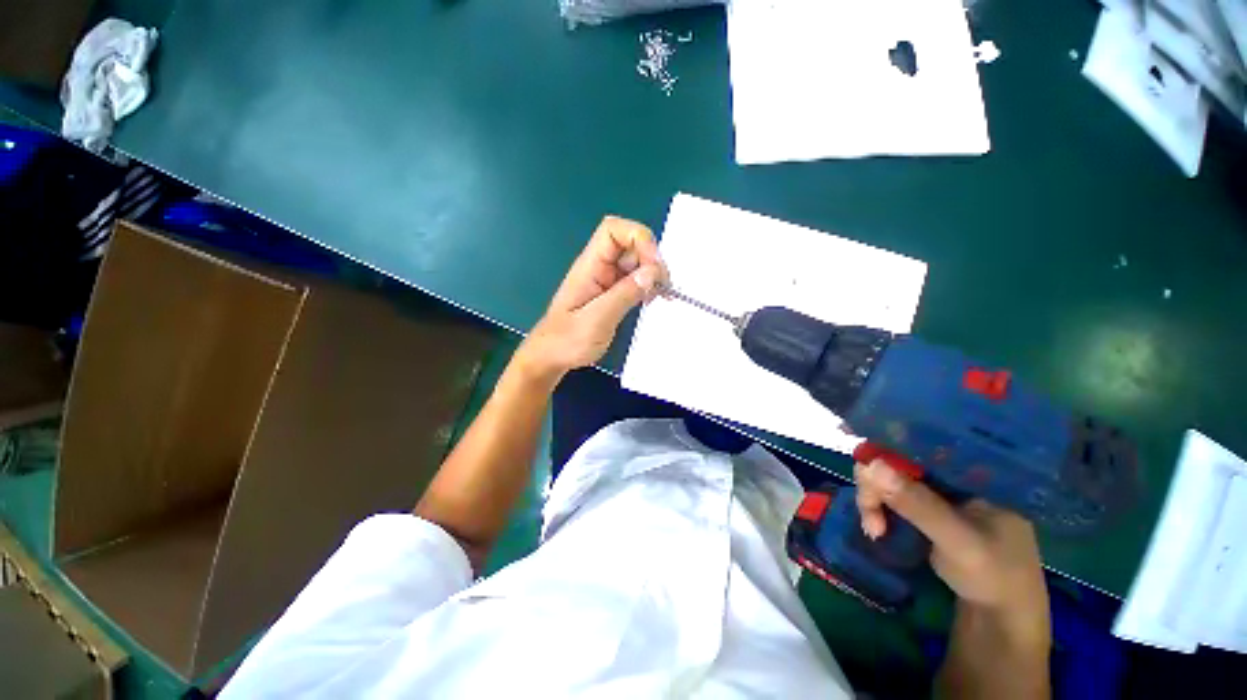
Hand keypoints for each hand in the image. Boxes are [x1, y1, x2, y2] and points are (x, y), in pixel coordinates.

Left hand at [516, 216, 666, 382]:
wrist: (551, 356)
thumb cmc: (567, 341)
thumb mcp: (597, 320)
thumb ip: (624, 295)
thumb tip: (652, 272)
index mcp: (589, 266)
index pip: (613, 230)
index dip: (638, 238)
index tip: (654, 265)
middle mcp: (598, 267)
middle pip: (630, 243)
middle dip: (651, 259)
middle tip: (661, 287)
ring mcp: (606, 279)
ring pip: (635, 261)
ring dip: (652, 273)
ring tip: (658, 295)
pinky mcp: (612, 292)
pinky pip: (634, 278)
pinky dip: (647, 285)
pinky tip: (651, 300)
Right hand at [855, 460, 1048, 637]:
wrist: (999, 620)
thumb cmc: (995, 577)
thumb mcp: (958, 541)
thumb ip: (917, 503)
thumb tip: (871, 464)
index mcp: (973, 473)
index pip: (925, 445)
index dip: (889, 445)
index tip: (861, 458)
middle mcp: (953, 477)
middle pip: (901, 462)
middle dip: (876, 484)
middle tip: (868, 511)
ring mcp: (939, 496)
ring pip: (891, 481)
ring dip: (874, 501)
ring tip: (874, 530)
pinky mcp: (926, 512)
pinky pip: (892, 499)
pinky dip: (878, 511)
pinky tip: (877, 529)